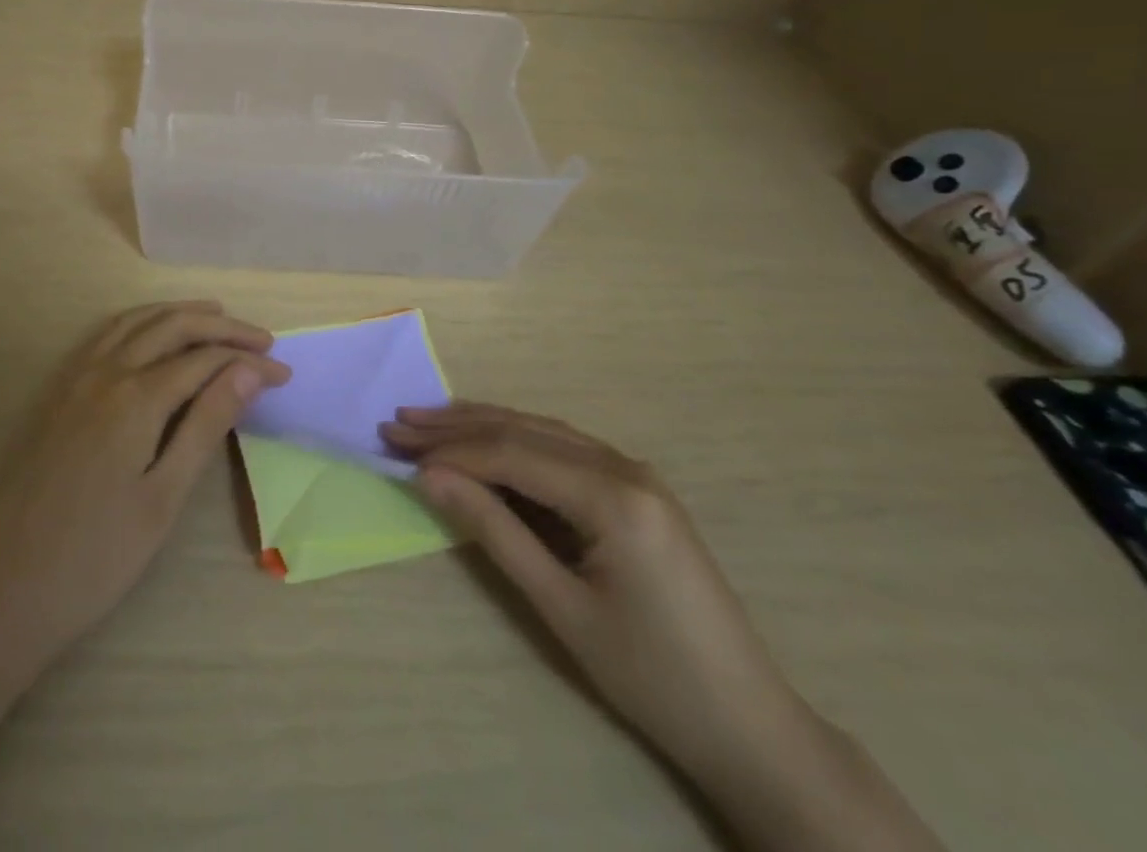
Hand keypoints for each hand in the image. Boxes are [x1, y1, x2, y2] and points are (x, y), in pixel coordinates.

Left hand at [0, 300, 289, 677]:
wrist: (0, 591)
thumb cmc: (94, 558)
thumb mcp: (163, 498)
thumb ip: (206, 425)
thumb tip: (249, 372)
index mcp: (136, 397)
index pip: (206, 361)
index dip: (249, 362)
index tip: (284, 374)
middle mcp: (106, 372)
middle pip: (173, 326)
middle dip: (222, 327)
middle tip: (262, 339)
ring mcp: (76, 379)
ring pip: (137, 322)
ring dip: (180, 313)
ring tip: (217, 316)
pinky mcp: (59, 393)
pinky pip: (107, 335)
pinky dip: (141, 322)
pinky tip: (152, 335)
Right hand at [380, 403, 810, 778]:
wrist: (748, 724)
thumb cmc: (650, 676)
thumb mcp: (561, 607)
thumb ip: (494, 531)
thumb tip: (430, 477)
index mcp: (614, 496)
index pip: (513, 455)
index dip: (452, 452)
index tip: (398, 452)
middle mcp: (625, 467)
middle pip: (525, 431)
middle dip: (457, 427)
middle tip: (398, 424)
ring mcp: (635, 474)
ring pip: (542, 431)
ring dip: (482, 427)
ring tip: (428, 423)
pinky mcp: (636, 489)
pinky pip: (563, 449)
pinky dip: (516, 442)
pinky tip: (487, 442)